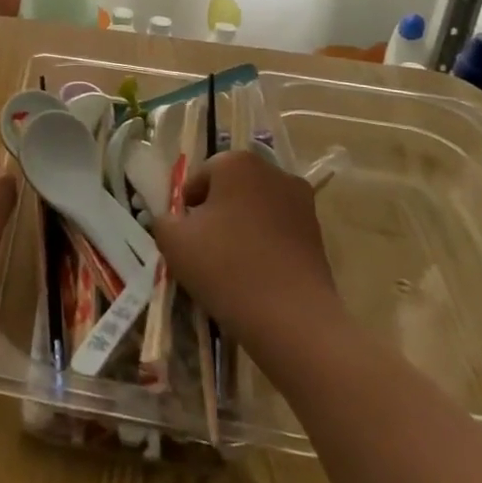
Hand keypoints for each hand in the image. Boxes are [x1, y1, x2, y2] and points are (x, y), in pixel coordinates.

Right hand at [152, 148, 340, 342]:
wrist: (292, 319)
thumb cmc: (225, 267)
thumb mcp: (173, 241)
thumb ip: (163, 220)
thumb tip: (173, 219)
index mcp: (237, 163)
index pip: (199, 178)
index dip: (187, 208)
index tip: (185, 238)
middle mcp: (273, 172)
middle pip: (230, 190)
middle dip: (215, 214)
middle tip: (204, 250)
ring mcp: (301, 202)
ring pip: (255, 210)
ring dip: (240, 229)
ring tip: (230, 266)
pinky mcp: (318, 233)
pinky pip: (277, 231)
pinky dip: (264, 245)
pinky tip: (255, 276)